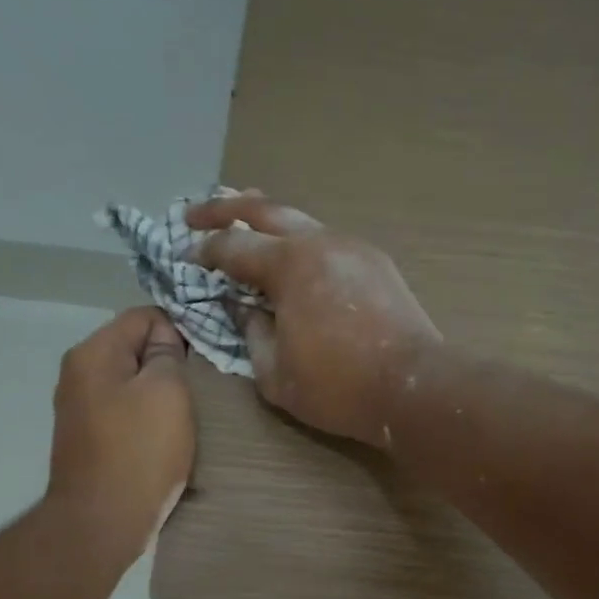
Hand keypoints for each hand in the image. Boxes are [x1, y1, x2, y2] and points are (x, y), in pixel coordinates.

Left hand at [46, 307, 193, 566]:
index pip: (143, 316)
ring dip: (159, 393)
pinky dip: (146, 417)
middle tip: (202, 386)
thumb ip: (168, 354)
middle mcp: (78, 374)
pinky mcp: (87, 439)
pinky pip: (124, 411)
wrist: (102, 522)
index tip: (205, 358)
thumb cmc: (140, 452)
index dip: (179, 329)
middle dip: (168, 362)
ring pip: (130, 382)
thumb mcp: (168, 392)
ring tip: (187, 413)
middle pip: (134, 349)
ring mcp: (79, 408)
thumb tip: (165, 338)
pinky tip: (164, 436)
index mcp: (93, 354)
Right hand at [187, 193, 440, 447]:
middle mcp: (321, 243)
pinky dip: (300, 242)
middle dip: (225, 210)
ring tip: (244, 224)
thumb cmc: (339, 389)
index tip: (184, 253)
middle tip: (195, 215)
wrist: (414, 388)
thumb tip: (246, 309)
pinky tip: (293, 257)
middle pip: (265, 210)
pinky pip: (327, 241)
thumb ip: (251, 334)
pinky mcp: (376, 263)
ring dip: (267, 221)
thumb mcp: (275, 375)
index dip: (204, 249)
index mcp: (290, 266)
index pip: (234, 246)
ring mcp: (353, 248)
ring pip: (301, 221)